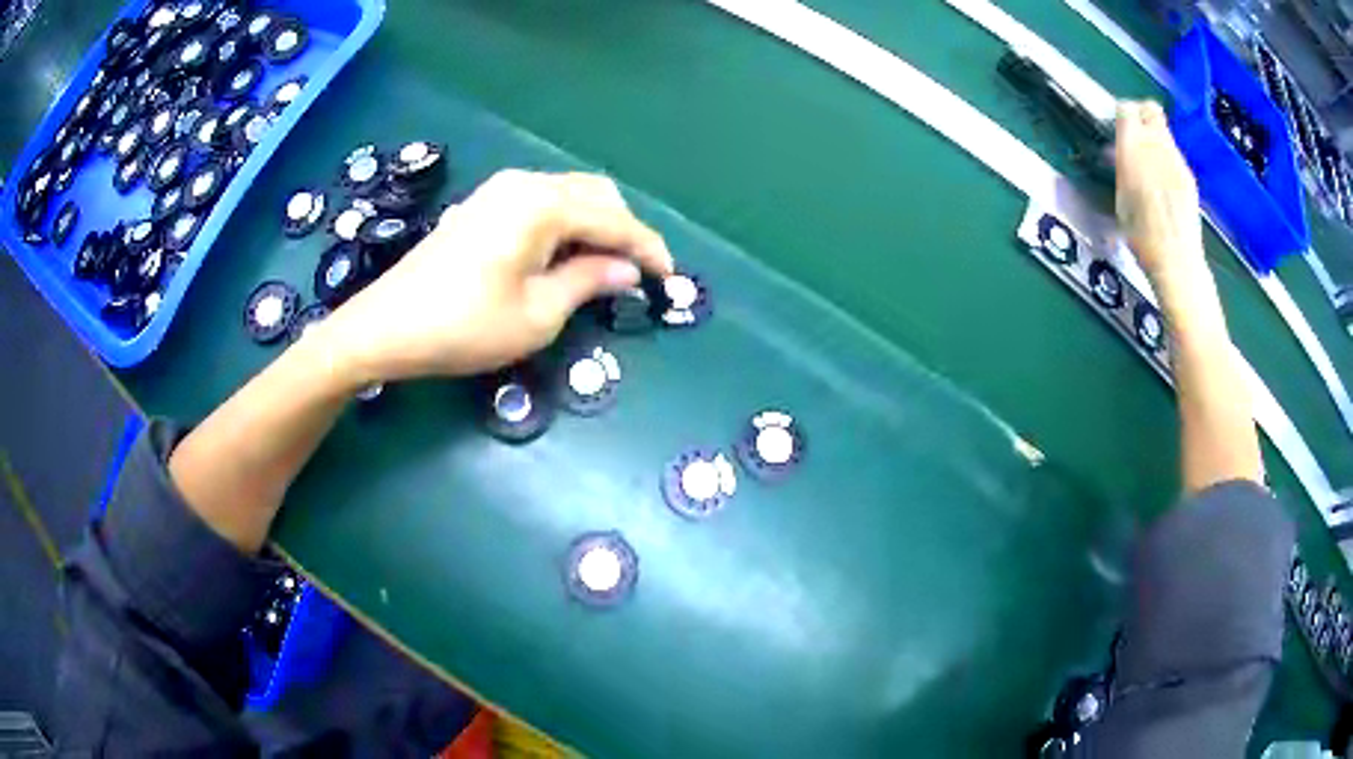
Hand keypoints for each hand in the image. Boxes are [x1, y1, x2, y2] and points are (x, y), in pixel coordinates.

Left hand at [313, 170, 673, 385]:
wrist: (386, 327)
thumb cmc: (463, 326)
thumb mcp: (537, 314)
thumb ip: (589, 282)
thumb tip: (627, 270)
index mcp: (543, 204)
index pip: (615, 219)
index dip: (647, 248)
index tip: (668, 278)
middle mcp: (525, 183)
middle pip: (595, 194)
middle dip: (623, 231)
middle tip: (633, 276)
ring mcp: (500, 190)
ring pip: (569, 195)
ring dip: (594, 226)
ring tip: (602, 270)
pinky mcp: (483, 205)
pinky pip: (541, 203)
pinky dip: (565, 224)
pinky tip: (562, 256)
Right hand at [1114, 100, 1204, 286]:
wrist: (1176, 259)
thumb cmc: (1140, 234)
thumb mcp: (1120, 196)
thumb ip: (1122, 165)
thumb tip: (1118, 152)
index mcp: (1133, 146)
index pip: (1127, 109)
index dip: (1122, 115)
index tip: (1117, 128)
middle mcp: (1156, 145)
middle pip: (1151, 110)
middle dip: (1142, 116)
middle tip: (1136, 135)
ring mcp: (1176, 160)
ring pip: (1164, 132)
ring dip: (1155, 140)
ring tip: (1149, 165)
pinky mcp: (1188, 176)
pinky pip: (1175, 155)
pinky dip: (1167, 160)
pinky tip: (1164, 184)